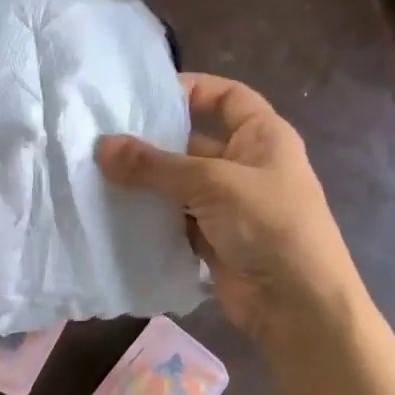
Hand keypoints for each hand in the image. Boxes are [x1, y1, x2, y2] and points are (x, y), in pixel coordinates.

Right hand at [97, 73, 362, 343]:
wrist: (297, 306)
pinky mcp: (212, 238)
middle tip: (102, 136)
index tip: (143, 93)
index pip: (226, 97)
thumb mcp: (213, 184)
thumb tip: (102, 145)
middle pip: (193, 141)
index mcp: (263, 137)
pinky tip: (114, 210)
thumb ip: (155, 166)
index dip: (191, 89)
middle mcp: (246, 165)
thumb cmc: (269, 226)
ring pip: (179, 183)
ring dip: (145, 181)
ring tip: (96, 171)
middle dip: (153, 140)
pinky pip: (174, 217)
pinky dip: (150, 215)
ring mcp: (229, 204)